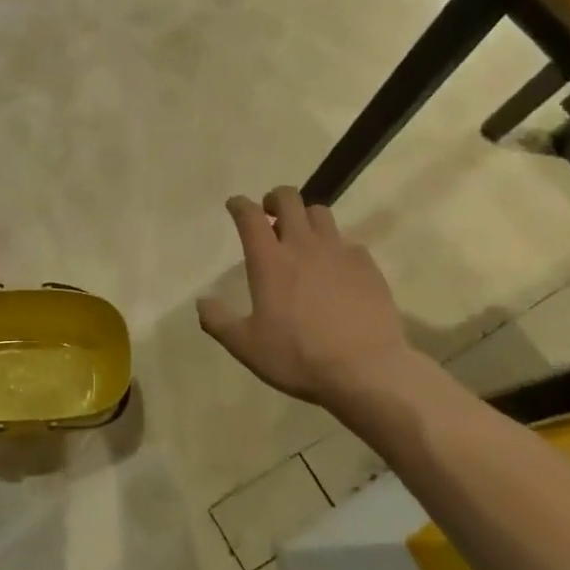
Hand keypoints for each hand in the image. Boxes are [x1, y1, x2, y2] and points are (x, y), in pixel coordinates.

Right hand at [197, 187, 421, 413]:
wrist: (366, 370)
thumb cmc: (297, 356)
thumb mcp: (245, 346)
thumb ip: (218, 321)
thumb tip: (202, 301)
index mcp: (269, 261)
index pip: (250, 215)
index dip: (239, 205)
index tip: (235, 205)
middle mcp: (302, 246)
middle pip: (288, 199)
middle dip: (275, 199)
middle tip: (269, 213)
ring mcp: (338, 253)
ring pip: (320, 213)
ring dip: (306, 217)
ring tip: (302, 236)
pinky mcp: (367, 266)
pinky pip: (348, 242)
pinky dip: (335, 246)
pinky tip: (335, 268)